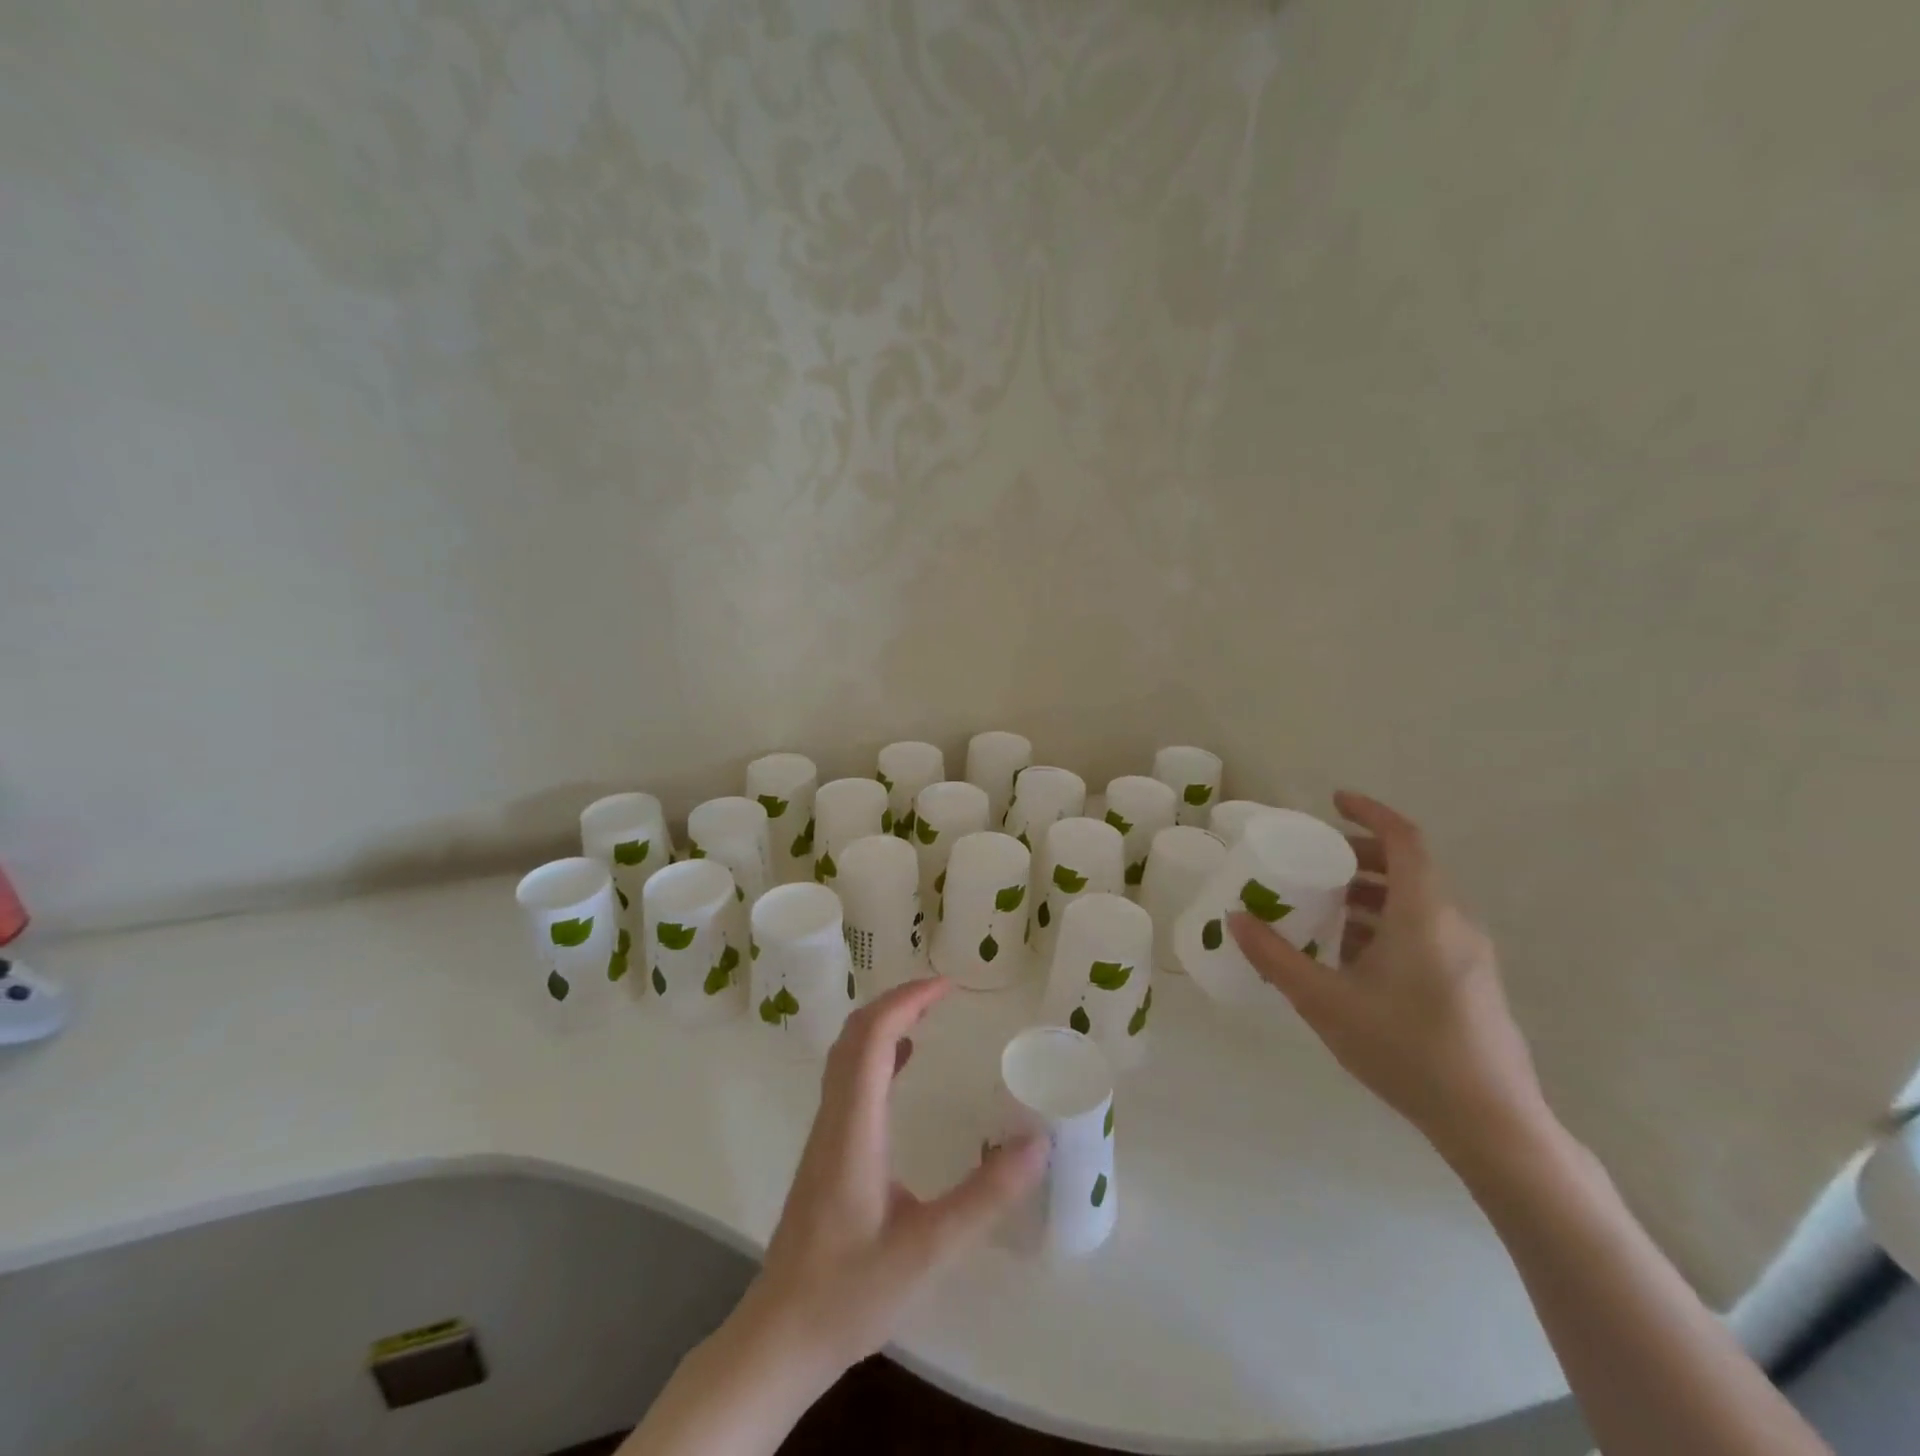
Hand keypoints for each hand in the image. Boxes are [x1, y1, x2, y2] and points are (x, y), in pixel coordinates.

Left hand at [748, 977, 1046, 1379]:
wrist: (779, 1337)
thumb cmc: (849, 1294)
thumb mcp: (927, 1250)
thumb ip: (984, 1197)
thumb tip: (1038, 1141)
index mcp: (854, 1127)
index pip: (871, 1037)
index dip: (907, 999)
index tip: (948, 987)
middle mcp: (834, 1117)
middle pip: (855, 1034)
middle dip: (897, 1000)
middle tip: (943, 993)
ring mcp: (826, 1133)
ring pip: (847, 1054)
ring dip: (884, 1022)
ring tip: (927, 1014)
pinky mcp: (826, 1151)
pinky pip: (849, 1079)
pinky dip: (877, 1053)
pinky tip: (903, 1065)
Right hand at [1229, 790, 1547, 1165]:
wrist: (1492, 1124)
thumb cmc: (1406, 1050)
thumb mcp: (1325, 1001)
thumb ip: (1276, 957)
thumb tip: (1236, 918)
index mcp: (1423, 914)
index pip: (1404, 840)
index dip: (1370, 813)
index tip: (1334, 802)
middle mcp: (1453, 923)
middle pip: (1408, 868)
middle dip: (1360, 858)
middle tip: (1316, 865)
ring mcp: (1469, 955)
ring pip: (1417, 902)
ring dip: (1371, 895)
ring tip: (1326, 913)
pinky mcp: (1472, 982)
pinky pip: (1426, 931)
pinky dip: (1388, 924)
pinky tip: (1355, 960)